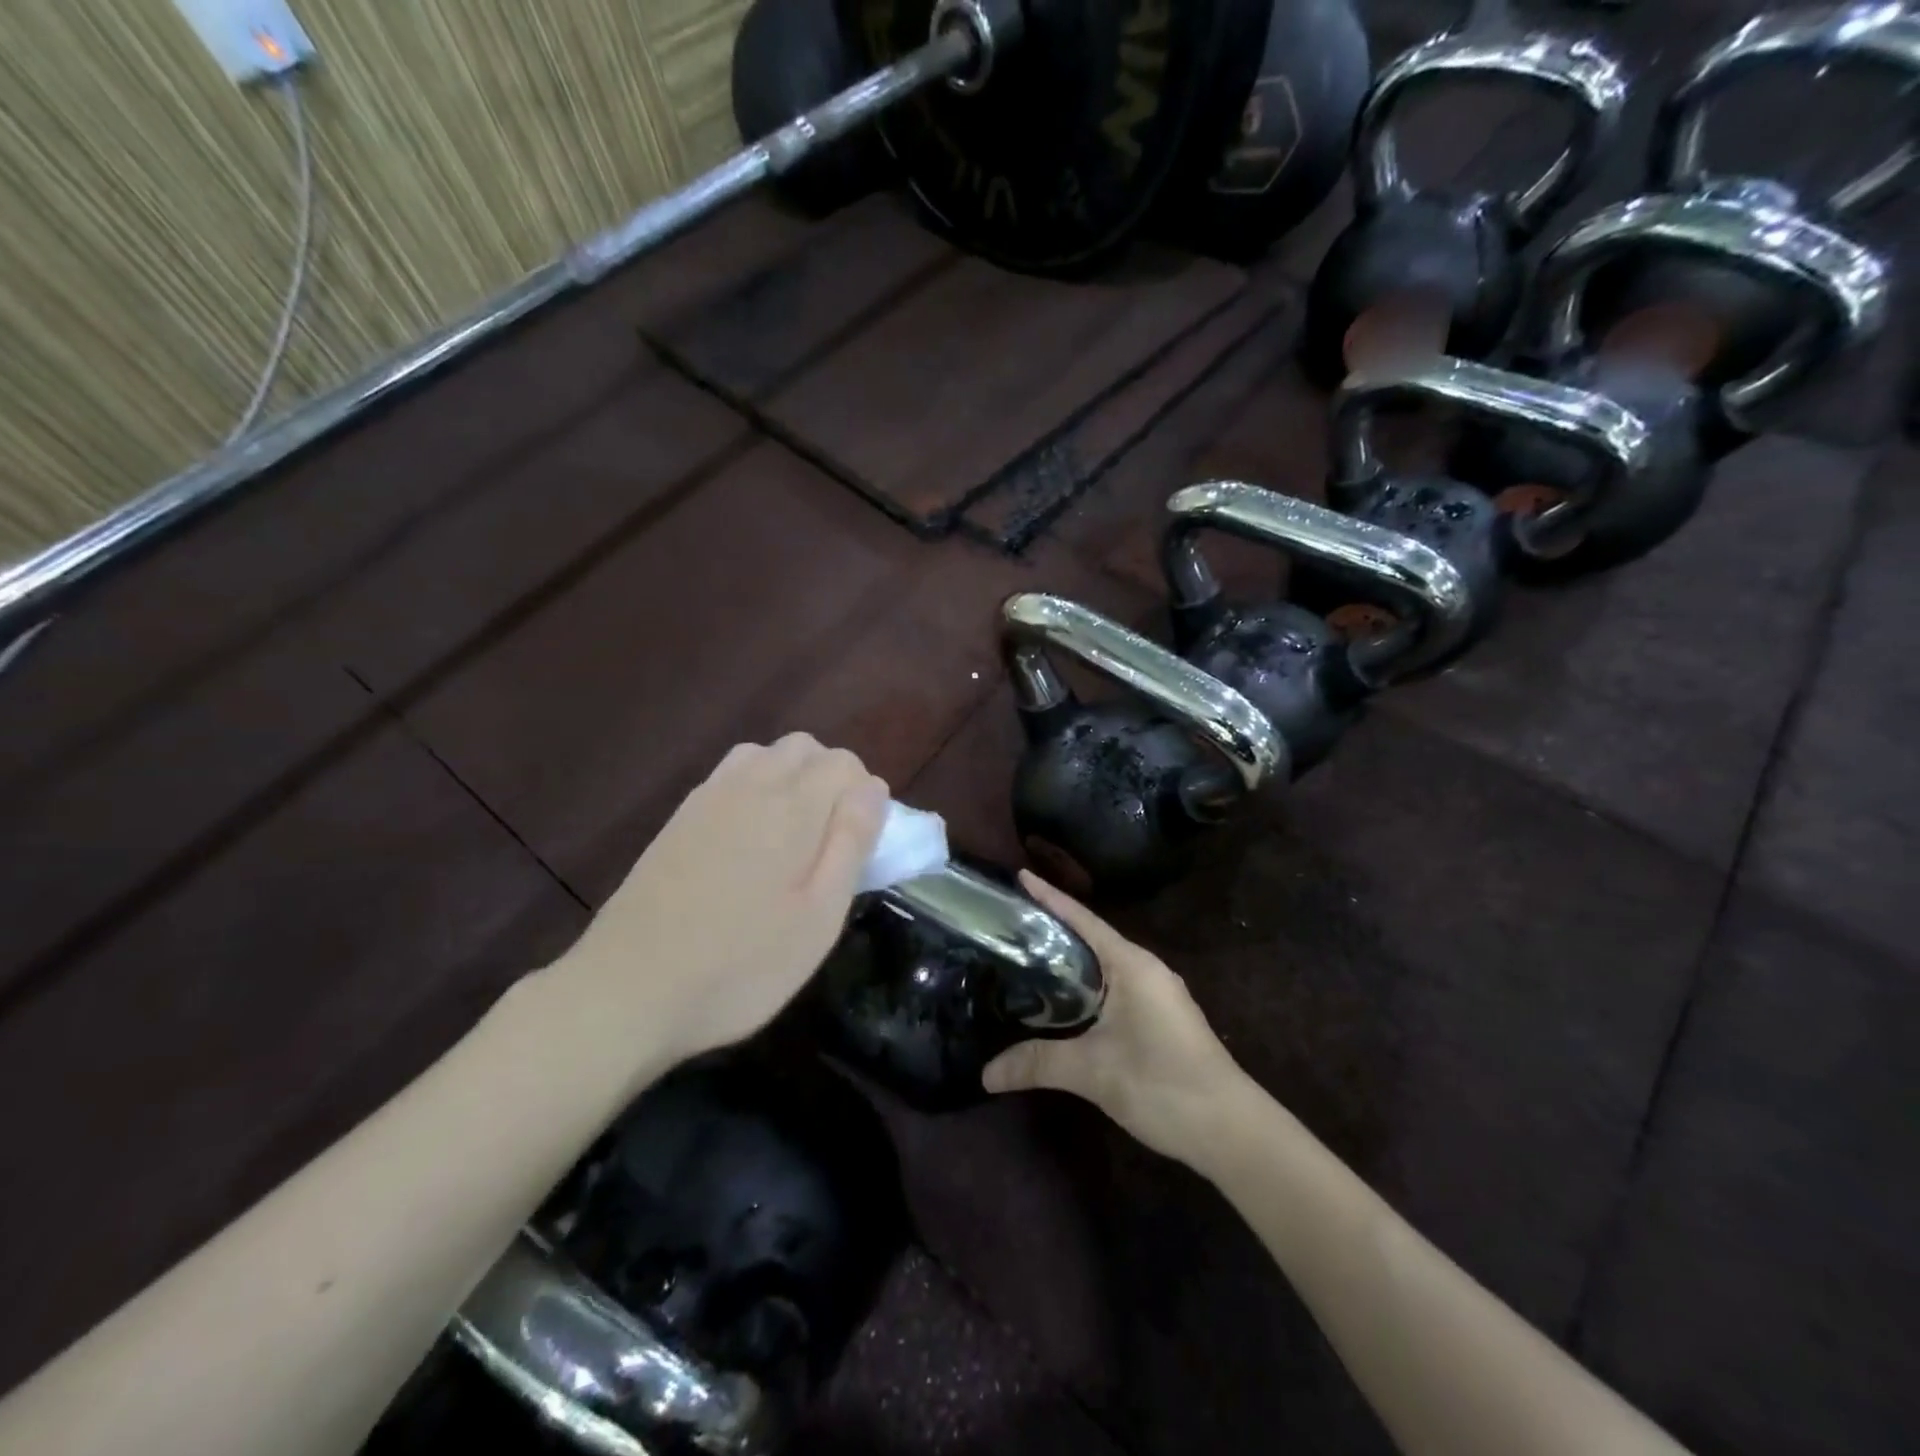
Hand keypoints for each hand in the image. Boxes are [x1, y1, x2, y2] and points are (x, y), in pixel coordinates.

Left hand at [561, 735, 888, 1076]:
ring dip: (789, 777)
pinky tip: (747, 840)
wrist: (628, 990)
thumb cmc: (742, 964)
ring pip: (763, 755)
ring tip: (791, 835)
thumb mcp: (819, 916)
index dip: (864, 795)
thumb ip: (851, 842)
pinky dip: (753, 788)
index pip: (843, 763)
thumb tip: (873, 788)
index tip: (861, 844)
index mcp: (791, 806)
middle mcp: (749, 786)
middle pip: (804, 748)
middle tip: (829, 840)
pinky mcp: (678, 819)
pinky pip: (729, 776)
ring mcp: (707, 798)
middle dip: (830, 778)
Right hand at [982, 872, 1249, 1160]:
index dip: (1050, 897)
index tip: (1021, 875)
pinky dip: (1087, 985)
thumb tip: (986, 1073)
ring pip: (1104, 965)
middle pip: (1092, 938)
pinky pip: (1115, 987)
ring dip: (1071, 960)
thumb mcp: (1093, 1071)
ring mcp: (1158, 994)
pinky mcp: (1162, 1019)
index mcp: (1132, 965)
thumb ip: (1037, 1064)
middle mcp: (1146, 970)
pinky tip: (1065, 1002)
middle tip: (1011, 923)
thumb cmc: (1163, 1084)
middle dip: (1054, 928)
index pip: (1083, 920)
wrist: (1232, 1131)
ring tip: (1028, 958)